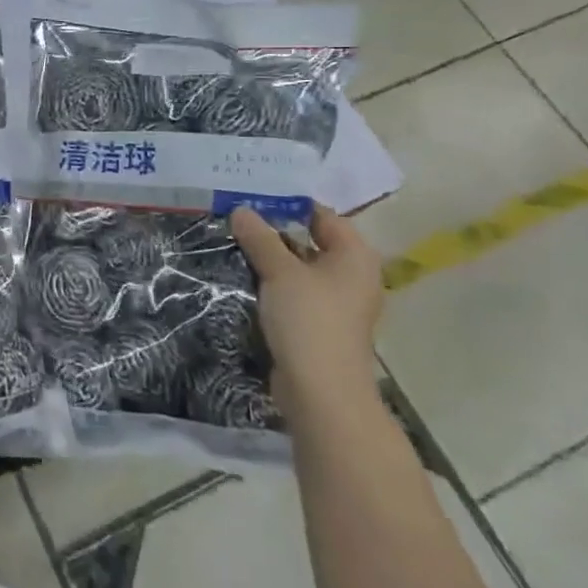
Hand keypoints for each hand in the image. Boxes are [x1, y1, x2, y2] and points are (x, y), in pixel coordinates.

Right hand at [229, 204, 382, 416]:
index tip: (251, 196)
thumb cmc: (309, 321)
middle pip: (310, 240)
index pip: (321, 215)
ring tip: (233, 241)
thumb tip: (241, 209)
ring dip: (271, 258)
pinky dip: (274, 282)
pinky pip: (295, 291)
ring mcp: (337, 302)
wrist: (321, 391)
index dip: (288, 204)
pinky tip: (245, 276)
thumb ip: (260, 238)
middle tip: (236, 215)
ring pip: (300, 268)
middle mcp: (351, 275)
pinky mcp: (319, 324)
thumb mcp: (280, 272)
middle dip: (274, 230)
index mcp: (354, 256)